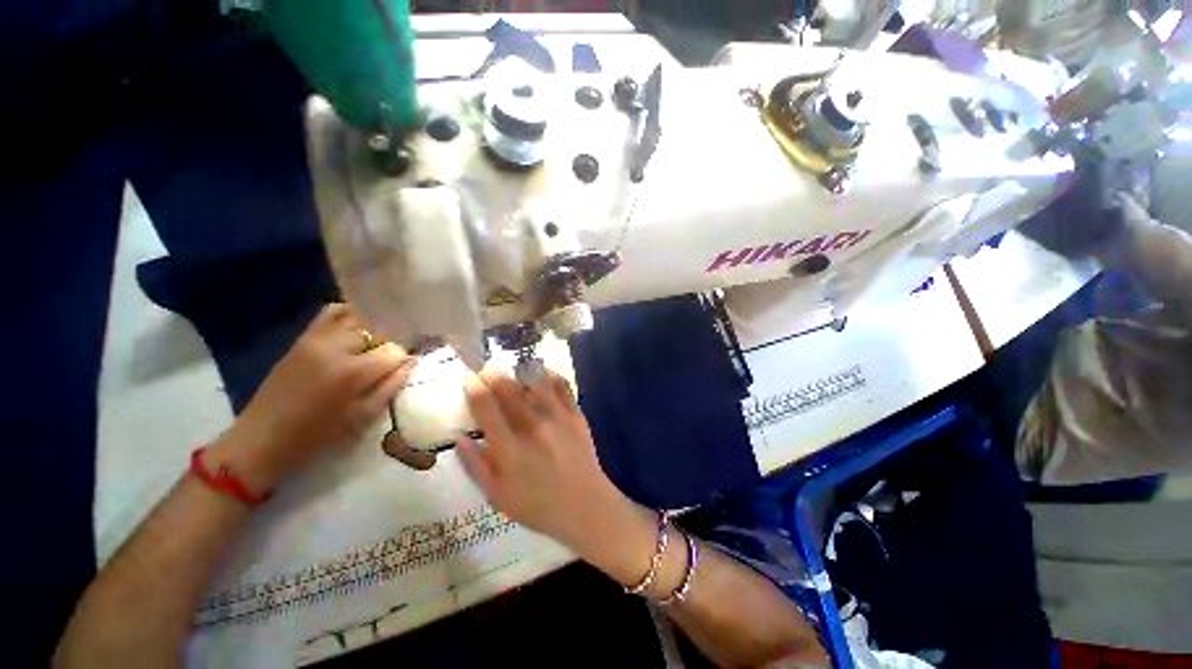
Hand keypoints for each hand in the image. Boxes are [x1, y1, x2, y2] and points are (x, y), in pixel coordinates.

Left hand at [211, 303, 414, 492]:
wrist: (262, 439)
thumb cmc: (317, 436)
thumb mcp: (363, 417)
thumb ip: (391, 387)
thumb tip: (410, 363)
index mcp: (352, 372)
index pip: (394, 351)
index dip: (402, 361)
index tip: (400, 371)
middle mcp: (336, 347)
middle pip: (379, 332)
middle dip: (388, 345)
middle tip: (385, 363)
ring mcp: (316, 338)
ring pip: (360, 319)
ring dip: (372, 332)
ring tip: (371, 348)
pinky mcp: (303, 337)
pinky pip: (332, 312)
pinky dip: (349, 315)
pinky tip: (355, 329)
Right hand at [456, 368, 648, 558]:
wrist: (585, 505)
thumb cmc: (537, 506)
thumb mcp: (498, 496)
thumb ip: (476, 466)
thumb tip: (460, 437)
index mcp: (509, 449)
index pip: (485, 408)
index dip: (473, 388)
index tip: (468, 380)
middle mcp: (532, 427)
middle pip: (509, 388)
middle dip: (493, 373)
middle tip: (486, 369)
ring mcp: (557, 418)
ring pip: (535, 381)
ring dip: (520, 372)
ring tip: (513, 371)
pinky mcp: (575, 414)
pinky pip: (562, 386)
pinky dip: (549, 375)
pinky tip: (542, 374)